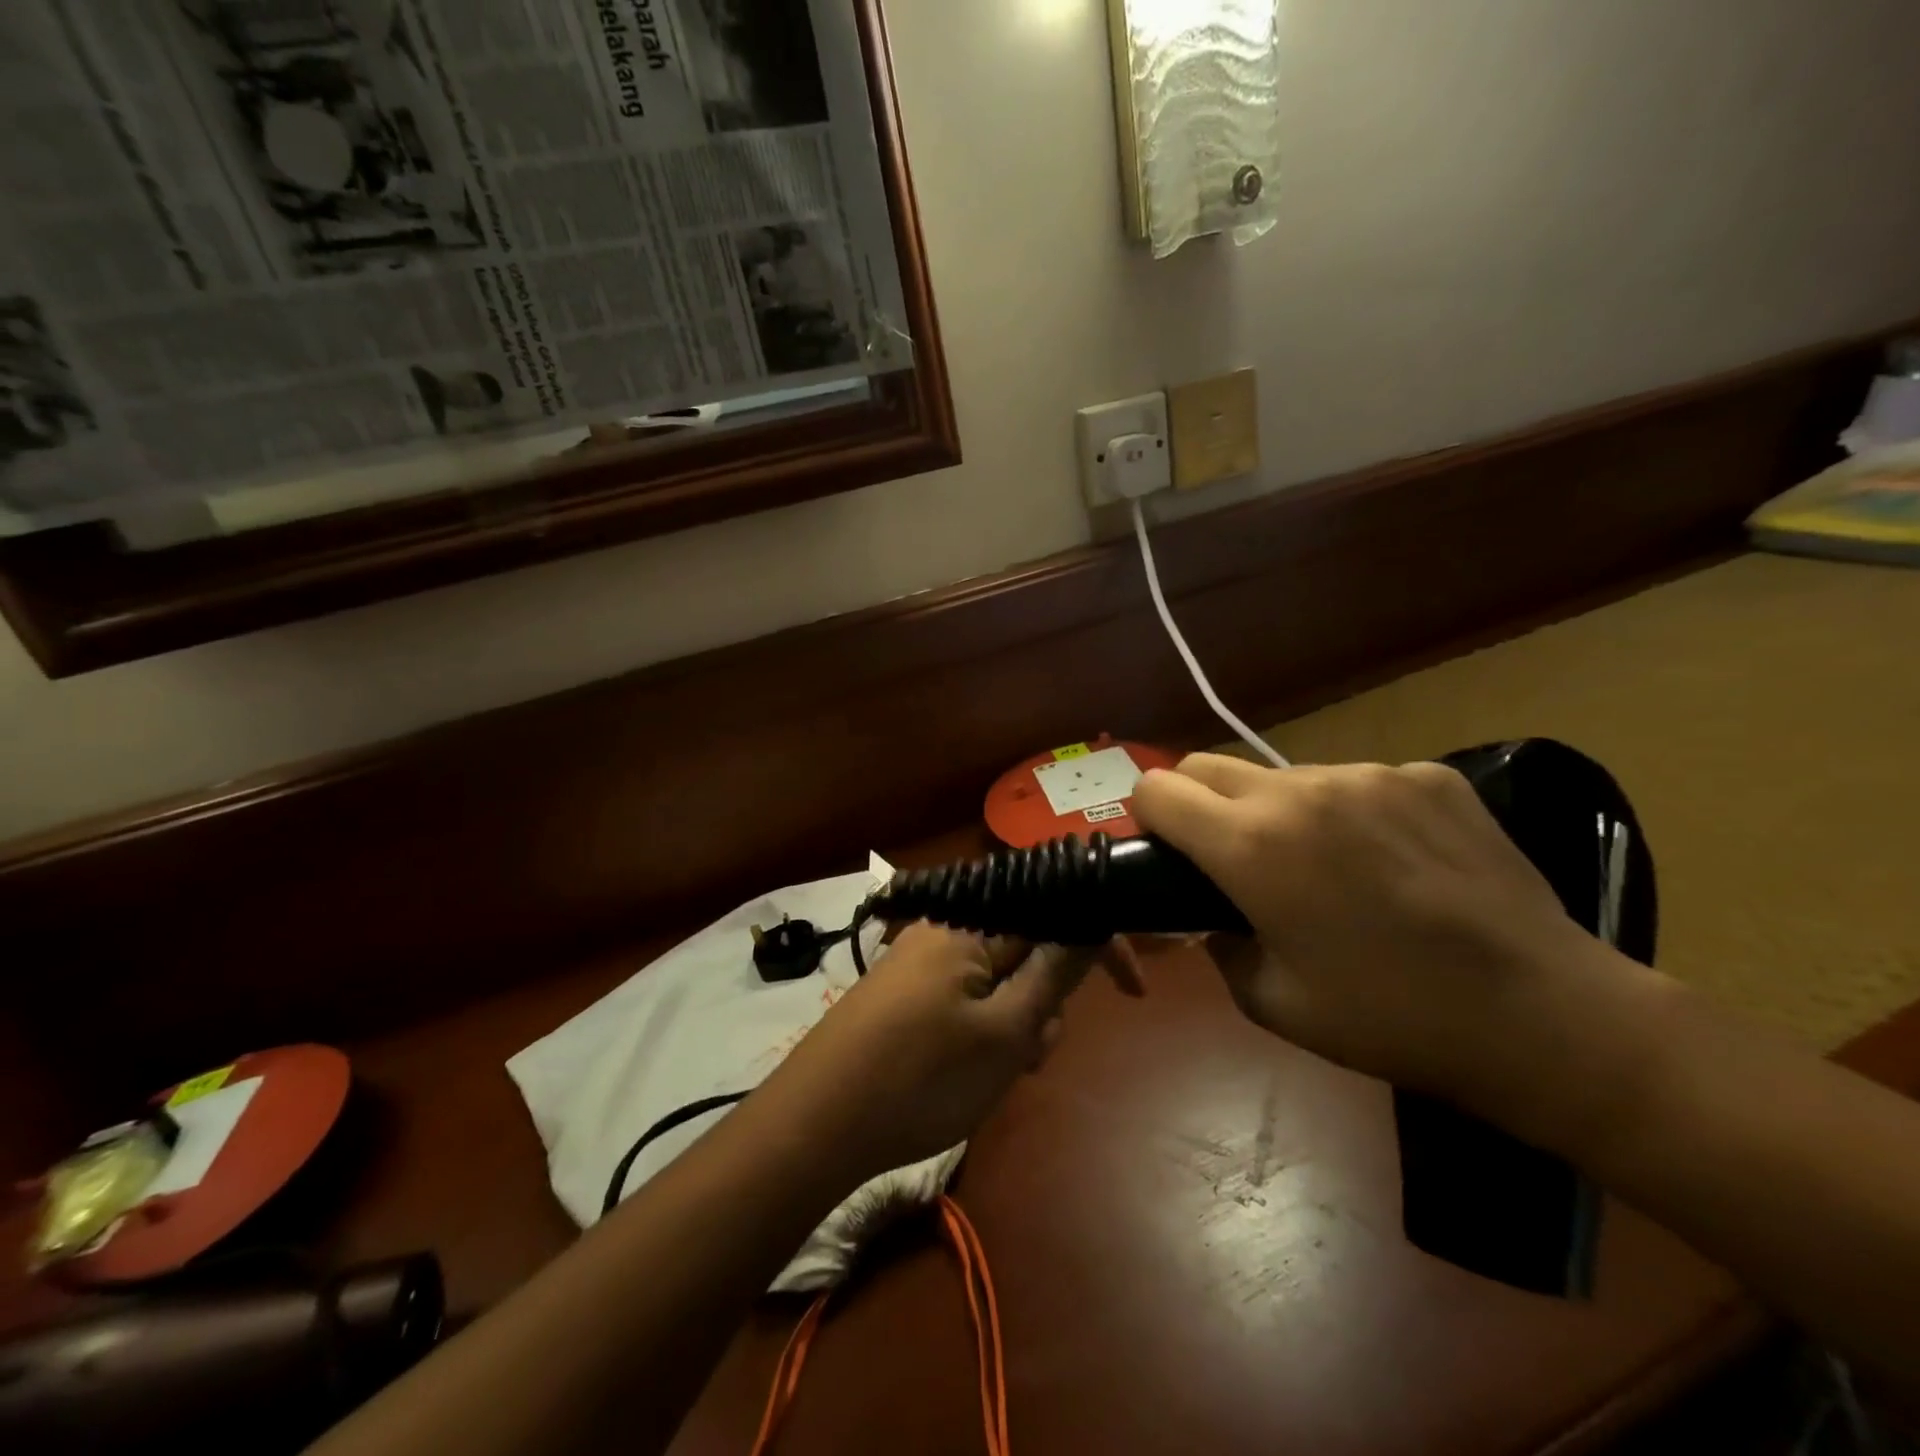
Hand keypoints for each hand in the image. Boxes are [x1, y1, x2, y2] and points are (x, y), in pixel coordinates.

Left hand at [761, 923, 1142, 1182]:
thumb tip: (1092, 923)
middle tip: (1034, 1052)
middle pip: (1029, 946)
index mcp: (972, 922)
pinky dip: (987, 1031)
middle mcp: (948, 928)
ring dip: (1019, 1023)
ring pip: (1002, 979)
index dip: (1100, 944)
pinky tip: (973, 1074)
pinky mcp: (910, 992)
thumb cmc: (921, 1077)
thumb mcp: (1004, 1032)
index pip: (1054, 909)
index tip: (1135, 991)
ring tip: (999, 1074)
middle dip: (1048, 999)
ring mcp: (925, 961)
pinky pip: (970, 998)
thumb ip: (1054, 972)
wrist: (818, 1123)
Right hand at [1133, 753, 1613, 1107]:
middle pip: (1206, 765)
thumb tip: (1206, 915)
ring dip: (1278, 811)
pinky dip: (1350, 814)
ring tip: (1327, 867)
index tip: (1169, 853)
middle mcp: (1300, 790)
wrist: (1545, 1017)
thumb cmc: (1390, 1020)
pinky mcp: (1428, 775)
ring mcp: (1369, 774)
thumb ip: (1216, 943)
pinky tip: (1394, 863)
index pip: (1156, 789)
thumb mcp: (1271, 1001)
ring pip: (1283, 775)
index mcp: (1251, 844)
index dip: (1148, 818)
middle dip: (1198, 804)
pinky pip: (1357, 782)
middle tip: (1232, 859)